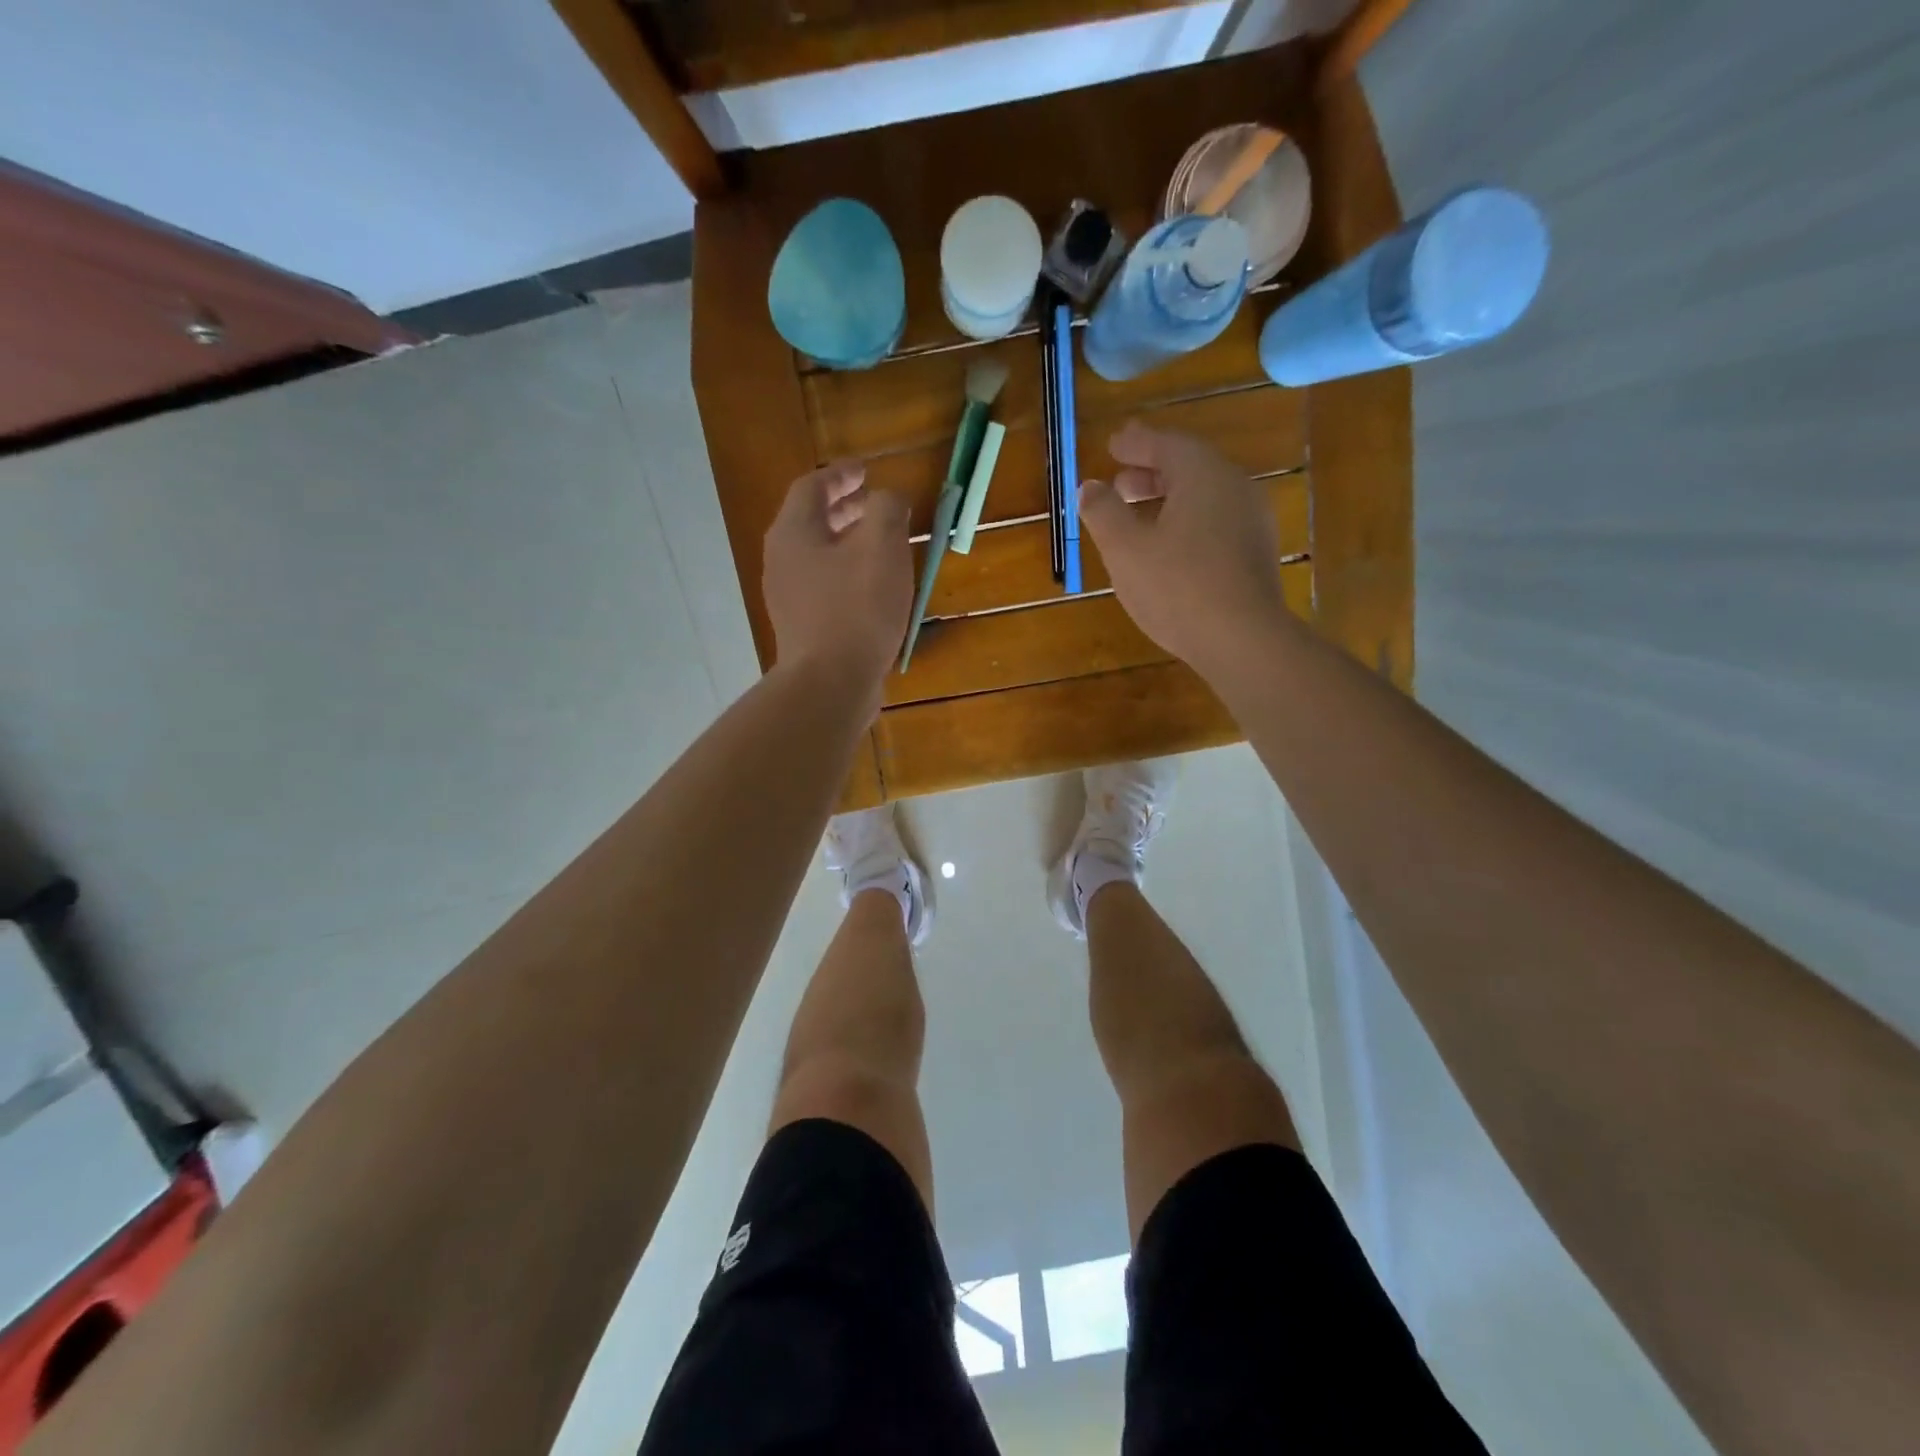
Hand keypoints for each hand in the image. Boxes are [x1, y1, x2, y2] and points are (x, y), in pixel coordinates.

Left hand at [763, 460, 911, 692]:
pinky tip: (875, 590)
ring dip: (848, 544)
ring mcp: (789, 599)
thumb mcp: (882, 548)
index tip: (867, 473)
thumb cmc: (856, 609)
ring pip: (818, 557)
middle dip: (845, 509)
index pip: (811, 487)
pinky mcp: (802, 628)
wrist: (830, 685)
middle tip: (876, 506)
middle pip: (811, 522)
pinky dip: (848, 575)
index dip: (841, 475)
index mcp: (794, 533)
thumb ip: (887, 510)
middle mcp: (782, 561)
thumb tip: (888, 498)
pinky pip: (824, 588)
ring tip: (882, 547)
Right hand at [1078, 422, 1289, 676]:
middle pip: (1189, 468)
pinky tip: (1167, 549)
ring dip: (1168, 500)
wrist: (1242, 639)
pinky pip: (1215, 523)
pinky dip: (1186, 523)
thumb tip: (1090, 487)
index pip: (1166, 444)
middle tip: (1120, 482)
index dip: (1135, 443)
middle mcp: (1234, 487)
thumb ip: (1103, 511)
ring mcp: (1251, 521)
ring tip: (1138, 517)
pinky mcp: (1255, 554)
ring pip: (1203, 498)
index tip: (1112, 444)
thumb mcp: (1125, 548)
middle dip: (1151, 472)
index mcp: (1203, 474)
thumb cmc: (1176, 586)